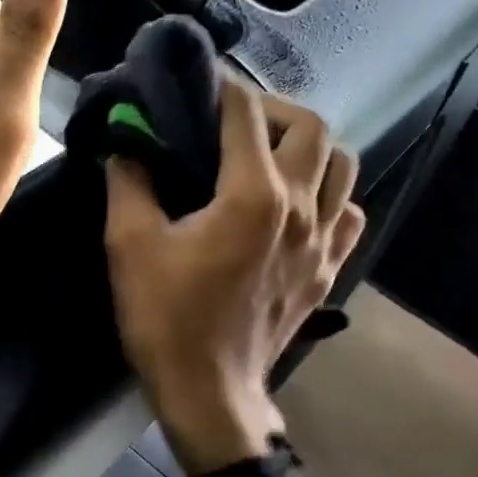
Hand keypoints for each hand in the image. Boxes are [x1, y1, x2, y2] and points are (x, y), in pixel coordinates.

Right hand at [104, 85, 366, 476]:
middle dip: (272, 109)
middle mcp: (302, 207)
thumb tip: (128, 141)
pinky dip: (330, 195)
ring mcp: (324, 241)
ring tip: (271, 156)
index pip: (246, 112)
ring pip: (343, 165)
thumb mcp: (130, 245)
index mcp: (253, 194)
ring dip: (309, 147)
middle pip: (312, 126)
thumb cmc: (167, 318)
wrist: (210, 392)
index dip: (220, 87)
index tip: (198, 84)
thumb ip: (129, 180)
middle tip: (233, 121)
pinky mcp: (329, 270)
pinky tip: (298, 207)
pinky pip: (349, 213)